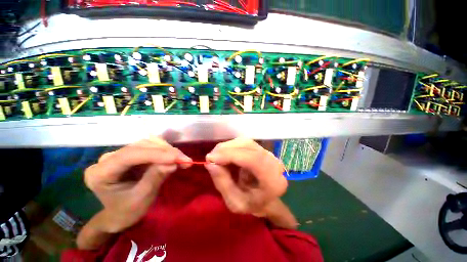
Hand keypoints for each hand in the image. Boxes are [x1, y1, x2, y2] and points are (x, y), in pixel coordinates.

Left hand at [84, 138, 191, 232]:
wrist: (119, 214)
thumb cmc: (127, 212)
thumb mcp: (141, 199)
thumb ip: (155, 178)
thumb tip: (173, 163)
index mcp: (100, 173)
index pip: (129, 156)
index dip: (155, 154)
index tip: (176, 157)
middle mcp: (108, 159)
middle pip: (141, 146)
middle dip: (166, 152)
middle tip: (185, 160)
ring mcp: (120, 154)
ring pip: (148, 144)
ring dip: (168, 150)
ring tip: (183, 160)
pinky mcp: (131, 153)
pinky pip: (151, 147)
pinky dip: (166, 152)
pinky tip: (175, 158)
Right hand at [205, 138, 286, 216]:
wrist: (267, 199)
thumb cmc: (252, 204)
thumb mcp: (234, 202)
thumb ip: (223, 183)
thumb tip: (210, 163)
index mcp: (273, 181)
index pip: (254, 160)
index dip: (231, 155)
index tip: (211, 158)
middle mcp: (275, 163)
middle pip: (249, 146)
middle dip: (226, 149)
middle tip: (211, 157)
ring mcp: (270, 154)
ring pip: (245, 142)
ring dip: (228, 147)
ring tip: (216, 156)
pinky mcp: (262, 149)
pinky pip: (245, 143)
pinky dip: (232, 146)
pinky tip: (224, 154)